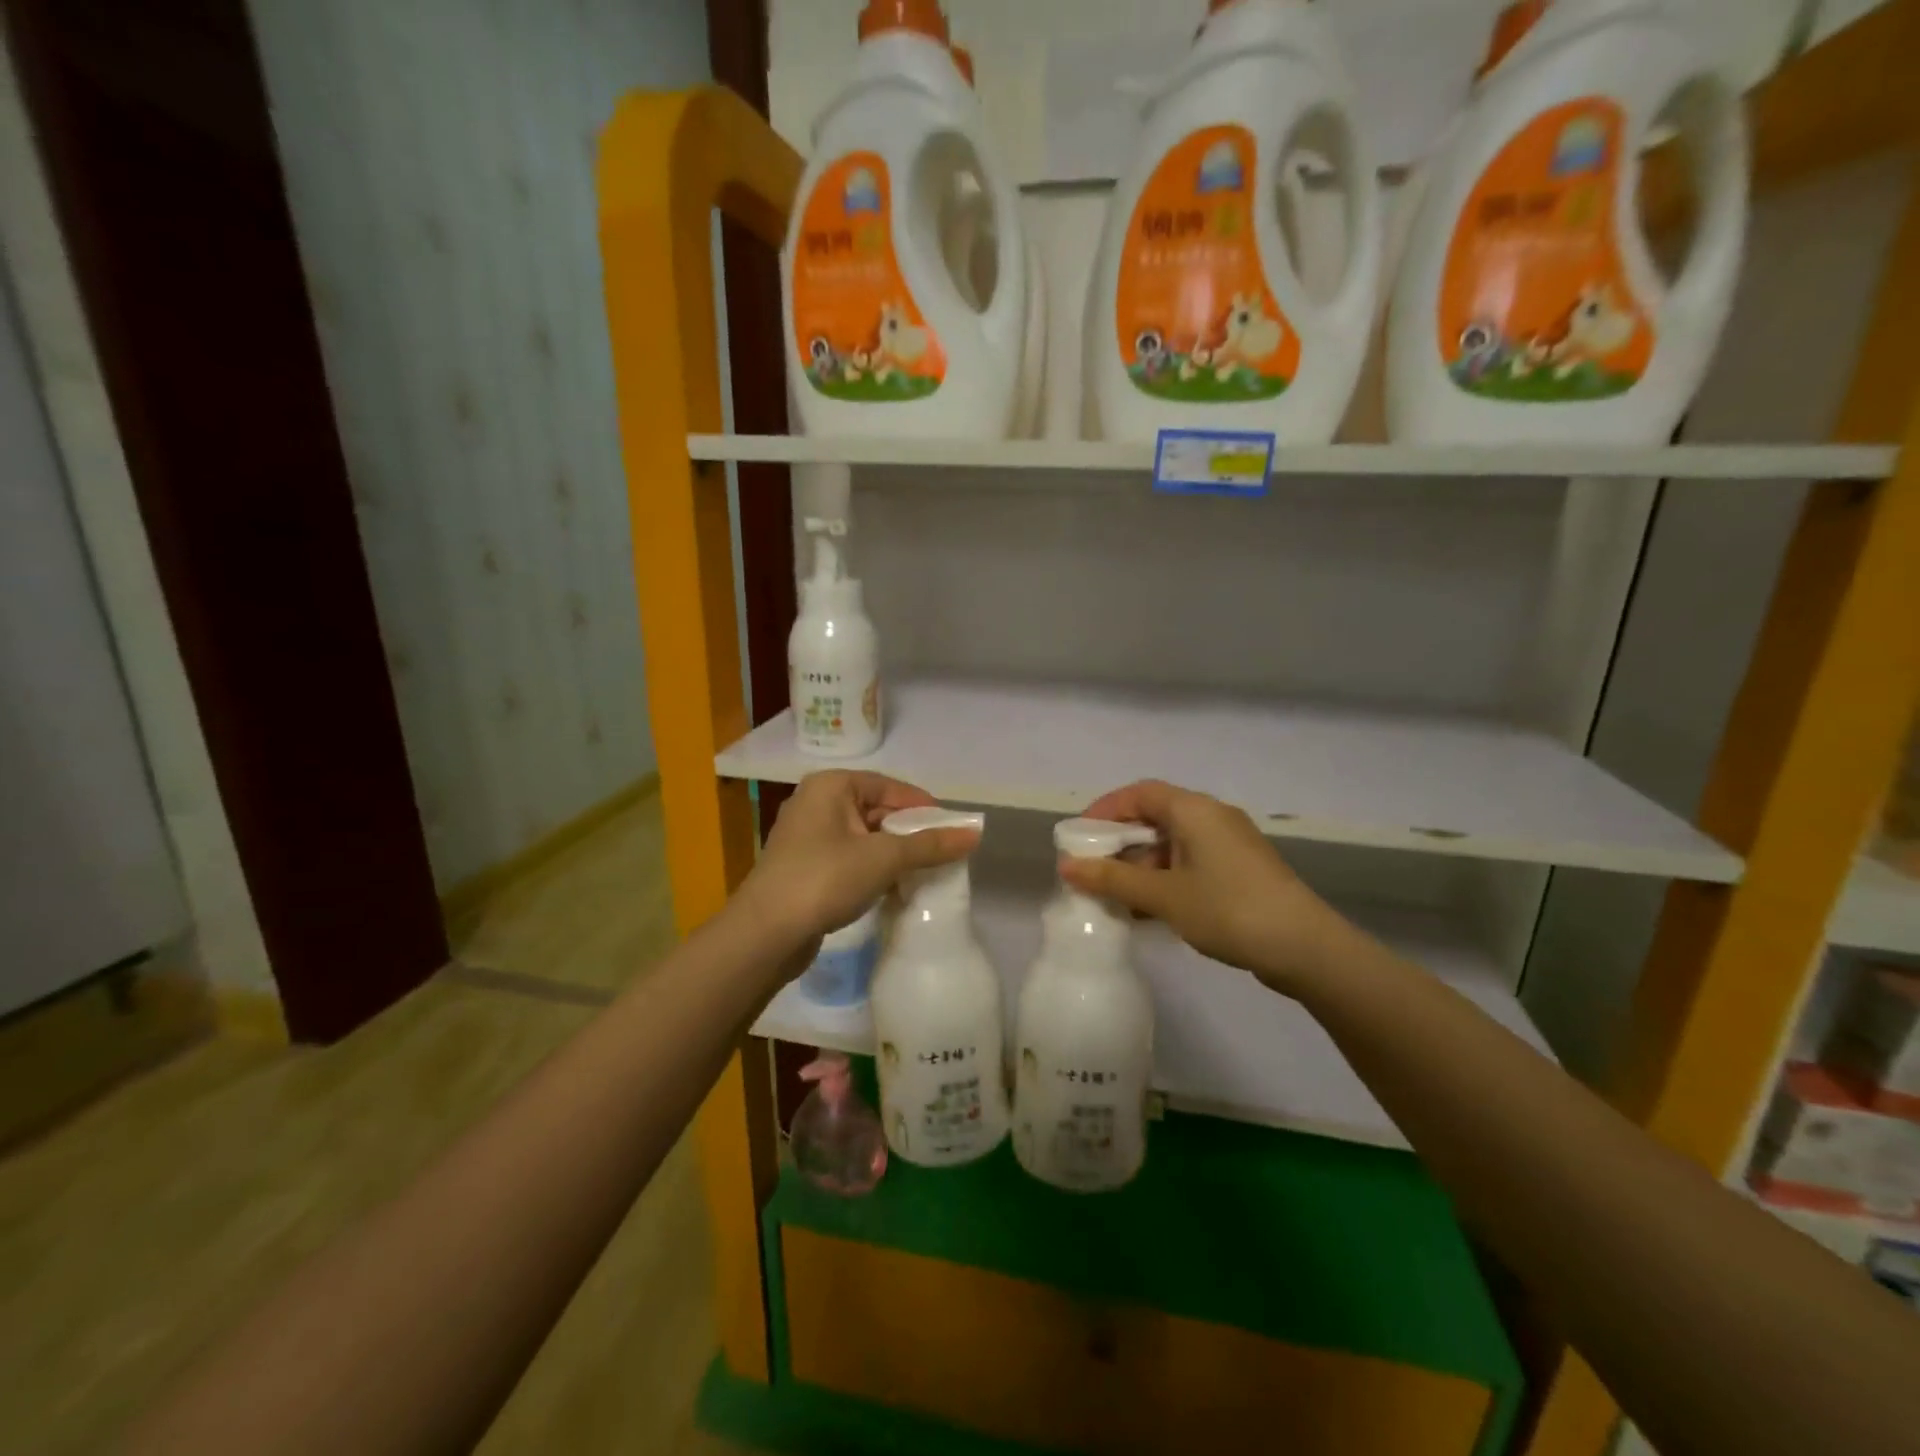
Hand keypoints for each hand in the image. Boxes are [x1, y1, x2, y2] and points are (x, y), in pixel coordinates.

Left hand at [736, 771, 980, 963]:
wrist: (765, 933)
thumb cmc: (825, 879)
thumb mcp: (884, 858)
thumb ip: (929, 845)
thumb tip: (975, 833)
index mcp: (831, 786)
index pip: (889, 786)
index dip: (924, 806)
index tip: (952, 829)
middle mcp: (816, 802)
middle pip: (877, 810)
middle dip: (910, 832)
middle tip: (943, 853)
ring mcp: (807, 836)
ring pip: (863, 836)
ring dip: (893, 853)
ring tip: (924, 872)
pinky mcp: (804, 867)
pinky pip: (849, 858)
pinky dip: (872, 868)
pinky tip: (893, 888)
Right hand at [1059, 780, 1357, 995]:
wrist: (1305, 948)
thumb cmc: (1228, 910)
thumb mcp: (1163, 896)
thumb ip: (1113, 879)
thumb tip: (1067, 866)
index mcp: (1194, 810)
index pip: (1138, 793)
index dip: (1104, 811)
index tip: (1078, 838)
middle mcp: (1212, 817)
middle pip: (1154, 817)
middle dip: (1119, 843)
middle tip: (1092, 871)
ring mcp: (1229, 845)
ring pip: (1172, 844)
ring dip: (1141, 866)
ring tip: (1115, 898)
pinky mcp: (1240, 871)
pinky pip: (1190, 863)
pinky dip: (1165, 879)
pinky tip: (1149, 911)